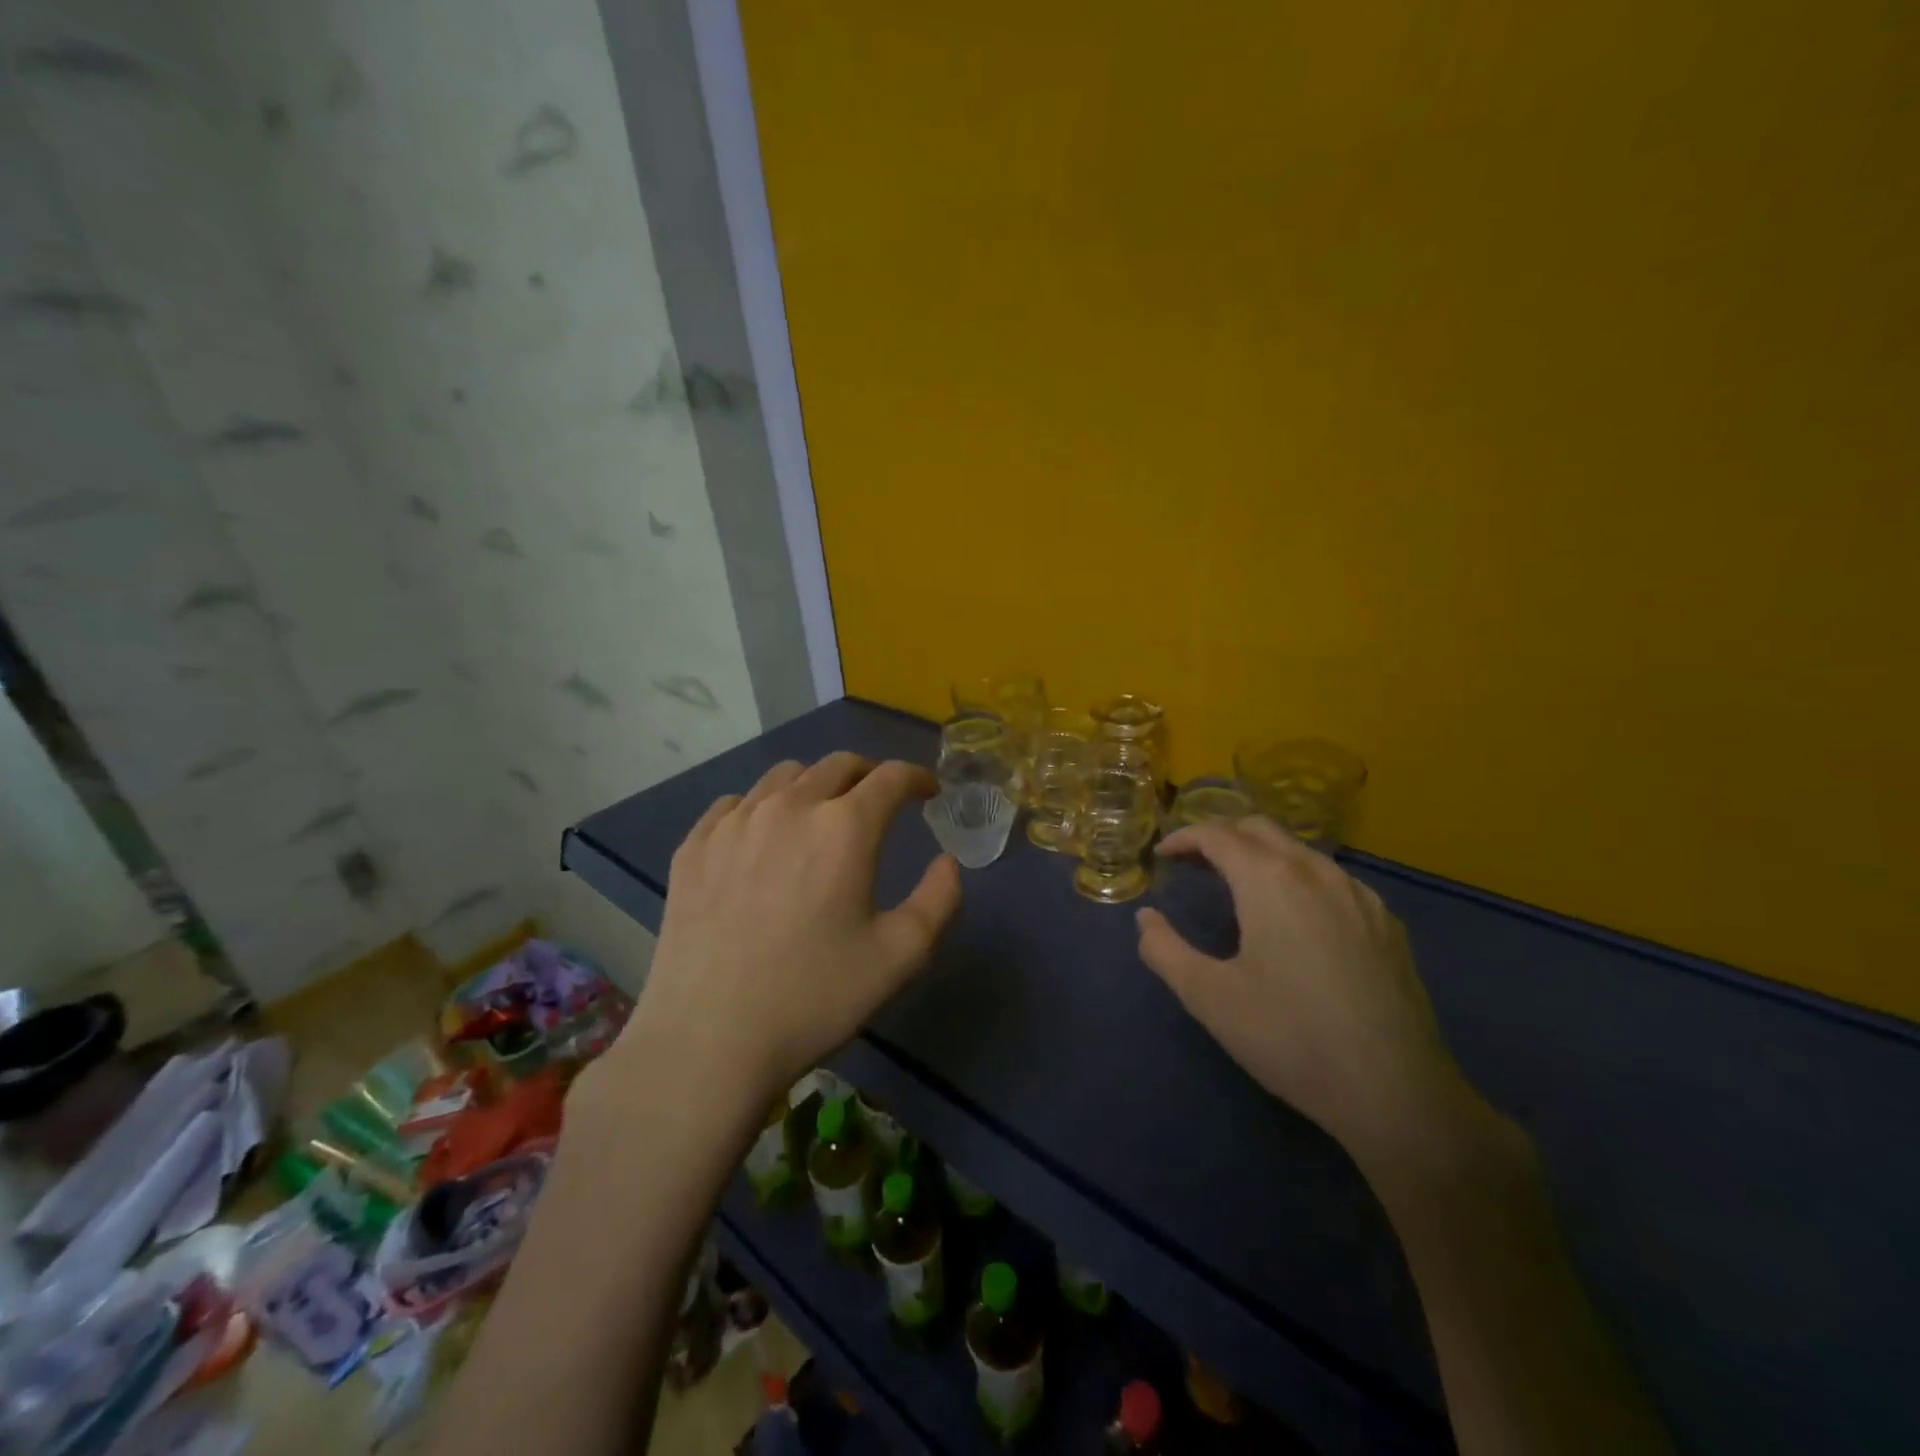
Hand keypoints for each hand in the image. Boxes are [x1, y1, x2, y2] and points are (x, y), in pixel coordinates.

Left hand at [617, 754, 961, 1105]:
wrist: (708, 1041)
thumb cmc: (814, 998)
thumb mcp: (901, 956)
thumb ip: (939, 900)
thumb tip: (947, 862)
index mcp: (844, 827)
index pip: (890, 776)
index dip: (916, 777)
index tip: (927, 792)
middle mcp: (789, 807)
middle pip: (838, 765)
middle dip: (869, 775)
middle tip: (879, 802)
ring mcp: (734, 823)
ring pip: (784, 776)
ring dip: (815, 785)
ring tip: (820, 815)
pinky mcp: (694, 846)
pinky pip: (734, 804)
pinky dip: (761, 808)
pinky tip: (762, 840)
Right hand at [1136, 818, 1480, 1168]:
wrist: (1396, 1093)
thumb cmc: (1289, 1037)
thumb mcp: (1208, 997)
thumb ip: (1164, 950)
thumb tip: (1146, 919)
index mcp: (1270, 880)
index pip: (1217, 834)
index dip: (1184, 838)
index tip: (1162, 856)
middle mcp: (1316, 871)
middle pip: (1260, 829)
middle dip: (1221, 836)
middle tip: (1195, 864)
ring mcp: (1359, 895)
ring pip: (1300, 851)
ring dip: (1262, 855)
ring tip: (1240, 888)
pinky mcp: (1388, 924)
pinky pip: (1333, 879)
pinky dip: (1299, 879)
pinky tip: (1297, 919)